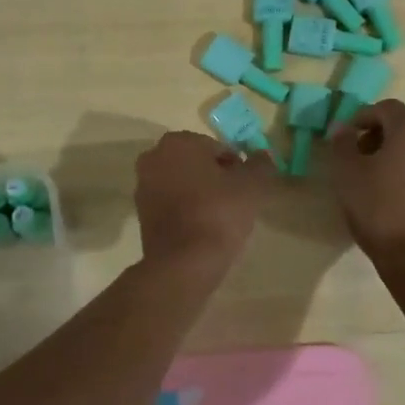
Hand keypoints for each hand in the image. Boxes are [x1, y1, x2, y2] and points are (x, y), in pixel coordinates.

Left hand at [134, 131, 269, 273]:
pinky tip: (203, 228)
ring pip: (183, 183)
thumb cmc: (218, 214)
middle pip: (197, 163)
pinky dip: (187, 209)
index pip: (218, 148)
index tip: (246, 188)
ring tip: (221, 217)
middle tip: (236, 201)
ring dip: (201, 193)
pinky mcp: (141, 213)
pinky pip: (172, 203)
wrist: (184, 263)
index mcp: (178, 142)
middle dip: (216, 177)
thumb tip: (262, 155)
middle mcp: (154, 157)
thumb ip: (260, 164)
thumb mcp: (252, 185)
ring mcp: (143, 186)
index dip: (237, 167)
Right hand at [328, 100, 404, 273]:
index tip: (345, 138)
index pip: (385, 108)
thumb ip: (342, 143)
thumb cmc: (379, 210)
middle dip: (379, 135)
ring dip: (398, 153)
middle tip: (358, 157)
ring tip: (377, 178)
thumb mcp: (348, 174)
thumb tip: (342, 127)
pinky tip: (397, 193)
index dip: (361, 117)